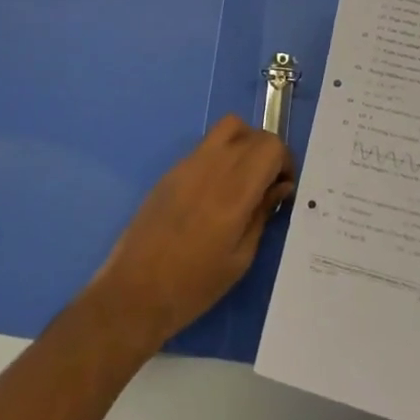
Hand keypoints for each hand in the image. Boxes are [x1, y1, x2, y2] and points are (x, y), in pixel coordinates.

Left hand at [84, 115, 294, 351]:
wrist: (135, 292)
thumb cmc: (194, 285)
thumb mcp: (240, 257)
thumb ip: (262, 213)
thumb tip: (280, 186)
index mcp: (234, 189)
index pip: (271, 145)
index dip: (285, 161)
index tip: (283, 188)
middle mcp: (212, 165)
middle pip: (252, 132)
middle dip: (268, 153)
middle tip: (268, 185)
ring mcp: (188, 164)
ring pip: (227, 128)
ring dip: (245, 145)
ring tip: (244, 180)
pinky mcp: (171, 170)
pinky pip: (206, 145)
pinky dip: (222, 154)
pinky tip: (216, 191)